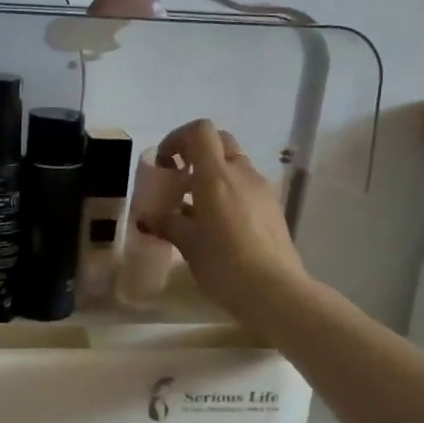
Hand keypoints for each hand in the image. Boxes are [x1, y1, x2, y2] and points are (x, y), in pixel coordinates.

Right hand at [144, 119, 309, 319]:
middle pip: (219, 141)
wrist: (274, 291)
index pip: (200, 131)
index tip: (164, 164)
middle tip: (179, 179)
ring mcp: (262, 189)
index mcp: (216, 175)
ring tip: (195, 207)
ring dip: (212, 173)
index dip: (177, 139)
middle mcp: (242, 173)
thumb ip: (166, 222)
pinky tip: (218, 224)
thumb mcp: (187, 244)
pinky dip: (228, 191)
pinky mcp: (272, 207)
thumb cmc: (223, 264)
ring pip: (234, 164)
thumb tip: (149, 215)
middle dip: (196, 152)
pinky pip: (246, 186)